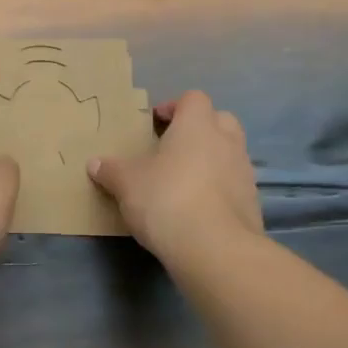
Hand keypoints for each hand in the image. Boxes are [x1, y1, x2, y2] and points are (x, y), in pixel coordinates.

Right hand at [87, 90, 262, 260]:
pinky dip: (219, 189)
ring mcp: (244, 172)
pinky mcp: (252, 203)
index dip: (174, 107)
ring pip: (230, 153)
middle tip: (173, 147)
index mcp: (197, 125)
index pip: (193, 99)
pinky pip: (234, 184)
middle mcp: (226, 141)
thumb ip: (110, 170)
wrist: (214, 248)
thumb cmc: (166, 199)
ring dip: (211, 159)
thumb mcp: (126, 183)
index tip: (155, 124)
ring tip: (184, 180)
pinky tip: (198, 208)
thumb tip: (94, 164)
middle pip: (220, 120)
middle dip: (199, 129)